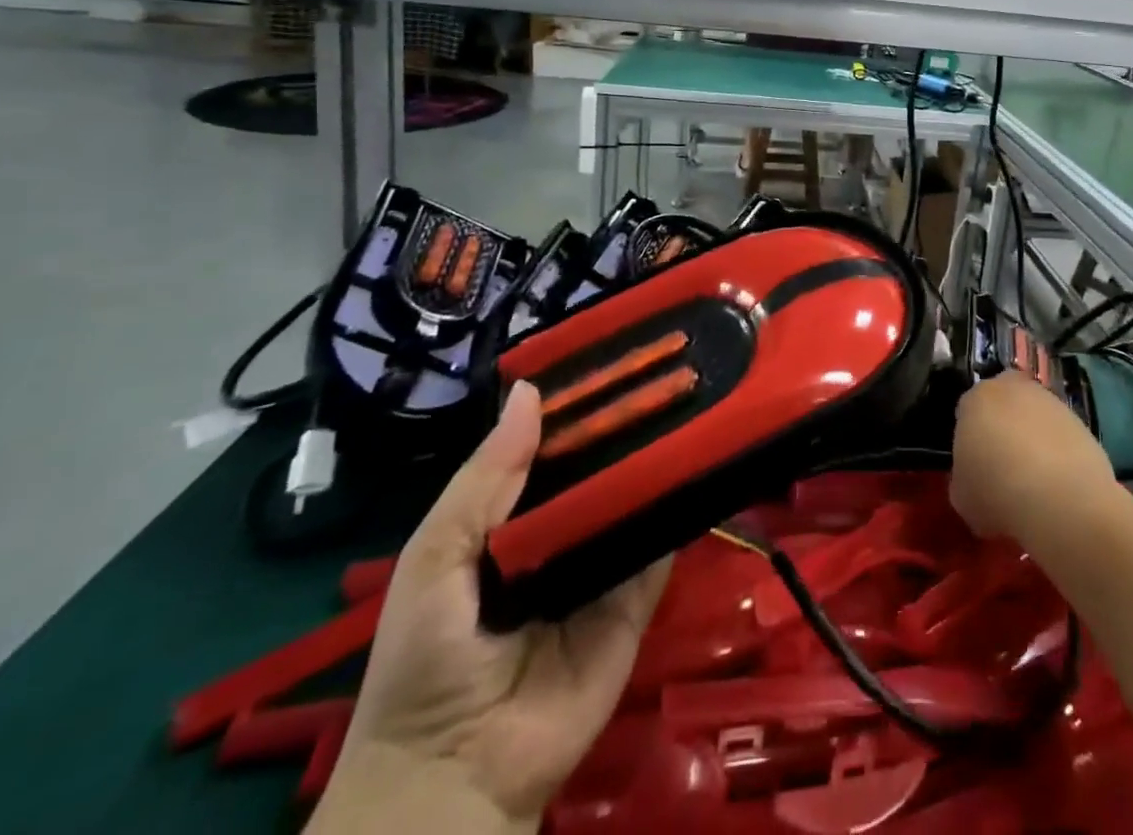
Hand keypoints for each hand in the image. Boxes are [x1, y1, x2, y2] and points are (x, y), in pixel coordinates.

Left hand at [310, 380, 671, 834]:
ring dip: (661, 461)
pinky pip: (661, 548)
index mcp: (514, 517)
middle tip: (673, 371)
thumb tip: (530, 390)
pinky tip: (705, 462)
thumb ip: (485, 477)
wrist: (455, 775)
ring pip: (638, 501)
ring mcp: (605, 565)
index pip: (555, 449)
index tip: (618, 357)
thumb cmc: (426, 655)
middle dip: (630, 427)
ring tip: (700, 400)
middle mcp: (564, 532)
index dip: (581, 407)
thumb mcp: (436, 555)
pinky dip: (680, 511)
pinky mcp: (638, 600)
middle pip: (604, 469)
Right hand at [949, 371, 1116, 542]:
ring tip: (1034, 482)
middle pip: (1003, 404)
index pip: (967, 411)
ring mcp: (1050, 401)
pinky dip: (1058, 453)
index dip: (969, 439)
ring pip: (1034, 417)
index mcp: (976, 399)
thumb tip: (974, 479)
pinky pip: (1060, 435)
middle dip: (1002, 427)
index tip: (974, 466)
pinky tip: (1057, 485)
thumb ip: (964, 477)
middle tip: (1003, 467)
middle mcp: (1012, 389)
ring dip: (1032, 439)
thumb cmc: (997, 492)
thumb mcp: (962, 496)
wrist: (1061, 498)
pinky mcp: (1080, 421)